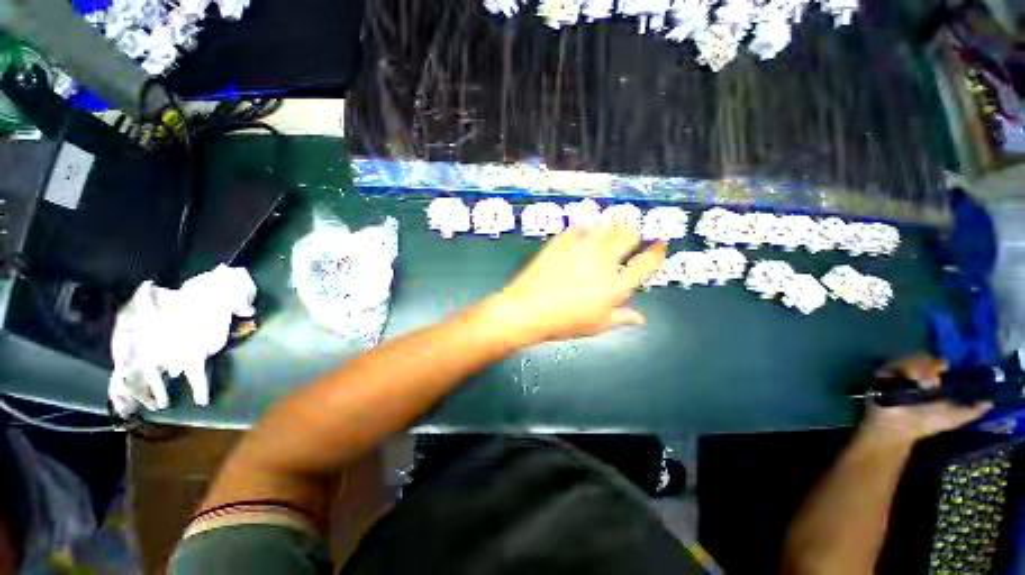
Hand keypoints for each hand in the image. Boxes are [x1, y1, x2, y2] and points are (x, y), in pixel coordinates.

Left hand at [479, 224, 665, 346]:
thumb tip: (640, 318)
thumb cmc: (564, 322)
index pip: (646, 263)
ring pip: (605, 226)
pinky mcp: (562, 241)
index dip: (656, 251)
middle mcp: (603, 262)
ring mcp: (582, 248)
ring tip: (608, 231)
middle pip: (628, 236)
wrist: (528, 310)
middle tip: (629, 238)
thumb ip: (621, 318)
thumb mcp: (596, 325)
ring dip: (611, 227)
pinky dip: (584, 228)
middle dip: (633, 234)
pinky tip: (582, 233)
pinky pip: (579, 227)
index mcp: (615, 286)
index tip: (659, 245)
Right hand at [861, 354, 991, 443]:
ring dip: (918, 368)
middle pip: (923, 358)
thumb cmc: (925, 423)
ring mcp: (897, 372)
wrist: (898, 428)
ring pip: (909, 359)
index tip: (945, 368)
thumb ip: (971, 410)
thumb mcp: (954, 418)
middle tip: (933, 377)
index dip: (940, 363)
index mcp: (931, 380)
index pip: (937, 363)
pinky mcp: (882, 373)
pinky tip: (907, 380)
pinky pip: (892, 364)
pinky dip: (902, 370)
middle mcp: (914, 373)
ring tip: (920, 383)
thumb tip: (990, 401)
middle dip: (929, 364)